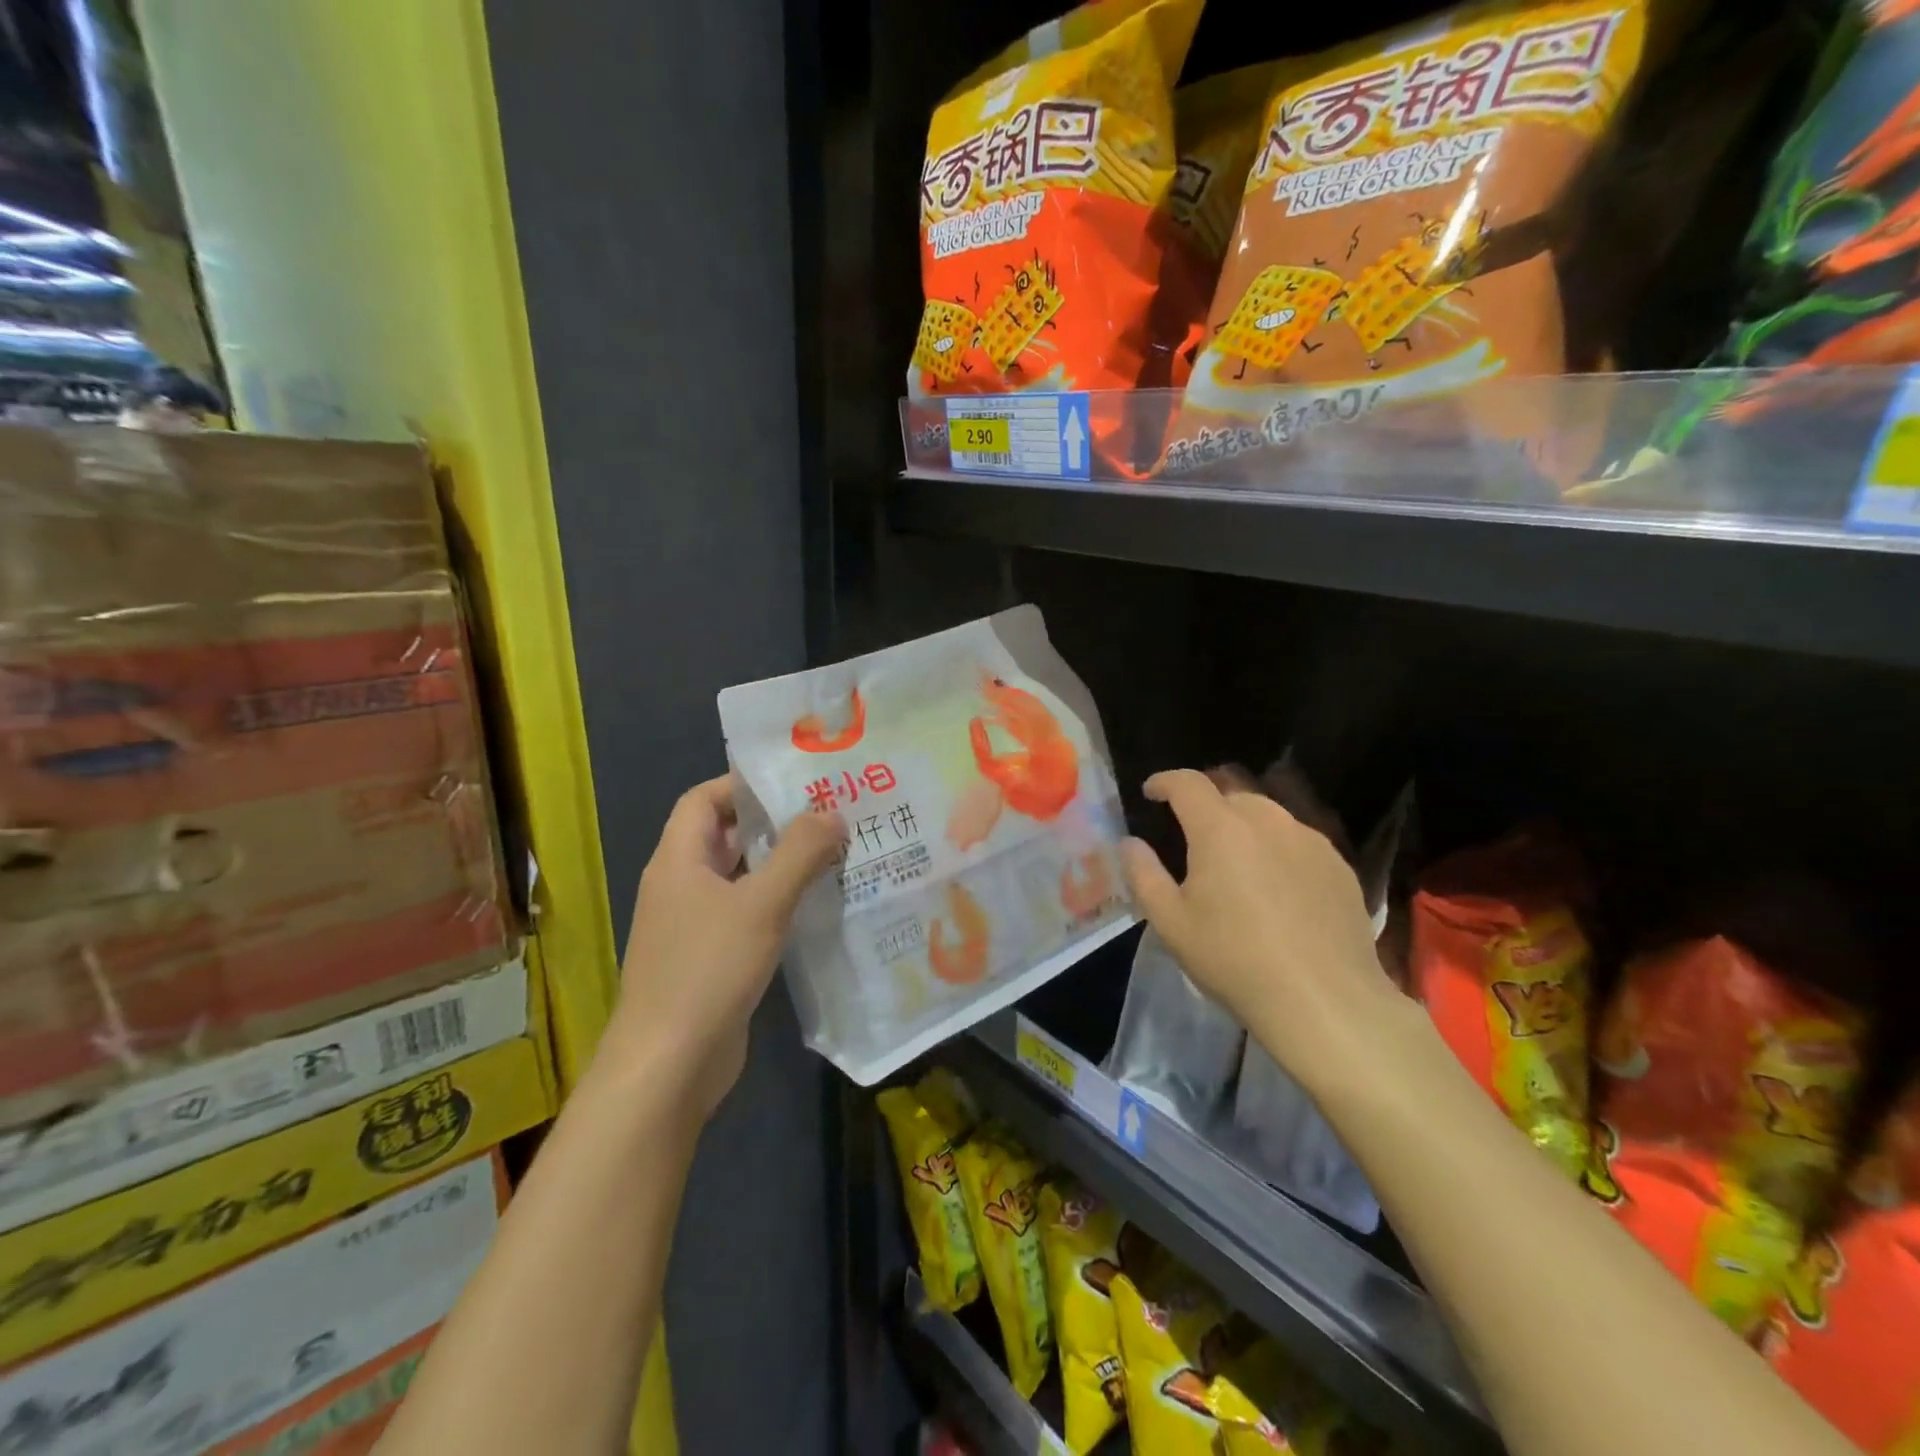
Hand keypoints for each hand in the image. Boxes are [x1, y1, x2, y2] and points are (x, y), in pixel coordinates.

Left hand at [608, 775, 845, 1120]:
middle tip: (827, 813)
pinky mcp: (710, 958)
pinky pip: (745, 913)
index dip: (742, 783)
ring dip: (778, 863)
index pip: (703, 799)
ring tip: (832, 851)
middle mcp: (681, 885)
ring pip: (738, 877)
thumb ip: (799, 853)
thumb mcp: (761, 903)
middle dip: (772, 822)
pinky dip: (776, 901)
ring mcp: (693, 924)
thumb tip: (832, 812)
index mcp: (678, 860)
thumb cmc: (708, 970)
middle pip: (724, 835)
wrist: (669, 1065)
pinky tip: (815, 905)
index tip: (793, 781)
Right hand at [1119, 769, 1408, 1096]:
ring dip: (1244, 826)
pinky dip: (1277, 849)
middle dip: (1206, 805)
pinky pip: (1298, 841)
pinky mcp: (1339, 866)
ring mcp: (1310, 841)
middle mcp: (1268, 821)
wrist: (1325, 1001)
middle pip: (1231, 794)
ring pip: (1268, 816)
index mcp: (1221, 829)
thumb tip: (1130, 843)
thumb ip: (1144, 874)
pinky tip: (1277, 888)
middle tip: (1192, 836)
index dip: (1165, 781)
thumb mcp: (1171, 923)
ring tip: (1236, 863)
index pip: (1188, 783)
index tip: (1151, 792)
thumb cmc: (1235, 959)